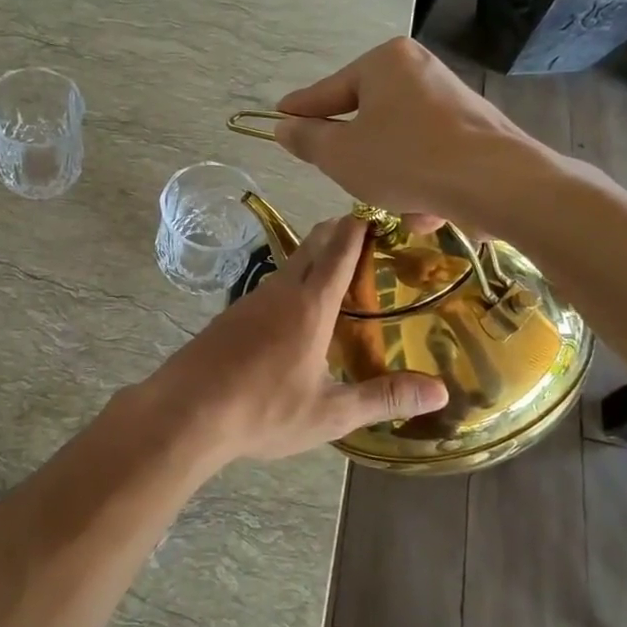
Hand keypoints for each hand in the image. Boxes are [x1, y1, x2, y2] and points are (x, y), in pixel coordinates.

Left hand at [141, 216, 446, 467]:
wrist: (186, 411)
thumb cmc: (264, 410)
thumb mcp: (330, 413)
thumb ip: (383, 399)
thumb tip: (440, 393)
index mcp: (311, 305)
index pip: (341, 249)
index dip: (364, 227)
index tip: (383, 213)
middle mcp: (281, 291)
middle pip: (313, 245)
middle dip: (340, 232)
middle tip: (368, 237)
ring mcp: (251, 300)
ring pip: (289, 264)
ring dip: (315, 258)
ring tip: (338, 274)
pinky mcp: (231, 316)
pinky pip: (270, 287)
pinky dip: (292, 284)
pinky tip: (295, 313)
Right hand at [273, 38, 548, 228]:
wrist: (497, 182)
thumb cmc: (405, 160)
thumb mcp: (340, 155)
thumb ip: (307, 140)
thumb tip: (284, 126)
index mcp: (384, 62)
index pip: (328, 91)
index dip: (301, 110)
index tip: (279, 116)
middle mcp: (420, 70)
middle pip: (367, 117)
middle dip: (357, 155)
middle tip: (344, 177)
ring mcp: (451, 99)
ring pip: (398, 142)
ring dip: (390, 176)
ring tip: (396, 204)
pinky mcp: (475, 130)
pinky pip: (430, 155)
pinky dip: (422, 180)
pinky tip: (428, 209)